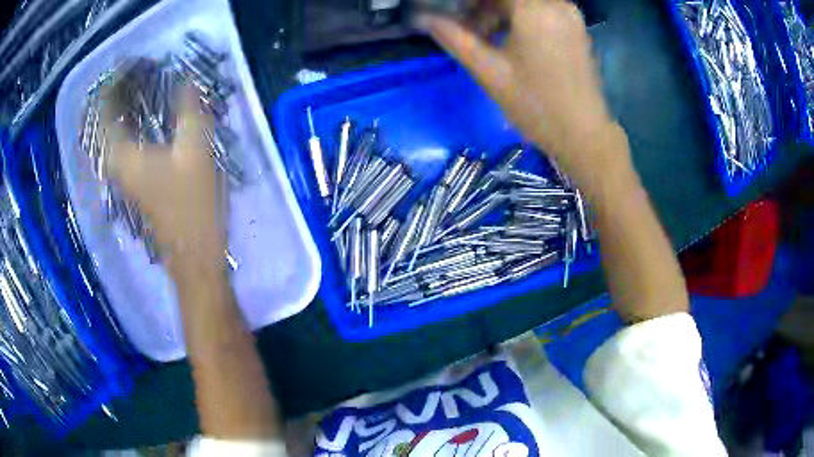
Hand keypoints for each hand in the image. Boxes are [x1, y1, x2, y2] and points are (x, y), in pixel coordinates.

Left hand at [101, 84, 225, 267]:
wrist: (193, 253)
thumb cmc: (191, 205)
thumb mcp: (195, 151)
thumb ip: (188, 110)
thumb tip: (185, 78)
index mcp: (122, 153)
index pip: (106, 108)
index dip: (116, 82)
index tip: (134, 62)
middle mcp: (115, 162)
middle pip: (107, 118)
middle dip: (120, 91)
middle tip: (140, 69)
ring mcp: (123, 173)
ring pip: (114, 130)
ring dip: (125, 105)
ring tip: (142, 84)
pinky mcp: (133, 179)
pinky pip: (123, 140)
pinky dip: (130, 122)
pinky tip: (145, 113)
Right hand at [421, 0, 628, 189]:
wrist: (583, 135)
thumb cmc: (536, 106)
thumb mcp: (490, 73)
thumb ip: (455, 39)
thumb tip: (425, 18)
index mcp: (535, 10)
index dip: (469, 2)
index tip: (455, 13)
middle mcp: (557, 4)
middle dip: (482, 5)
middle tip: (465, 26)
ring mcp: (570, 15)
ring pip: (525, 1)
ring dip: (499, 9)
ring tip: (483, 35)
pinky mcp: (575, 27)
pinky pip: (540, 8)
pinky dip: (518, 15)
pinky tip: (507, 37)